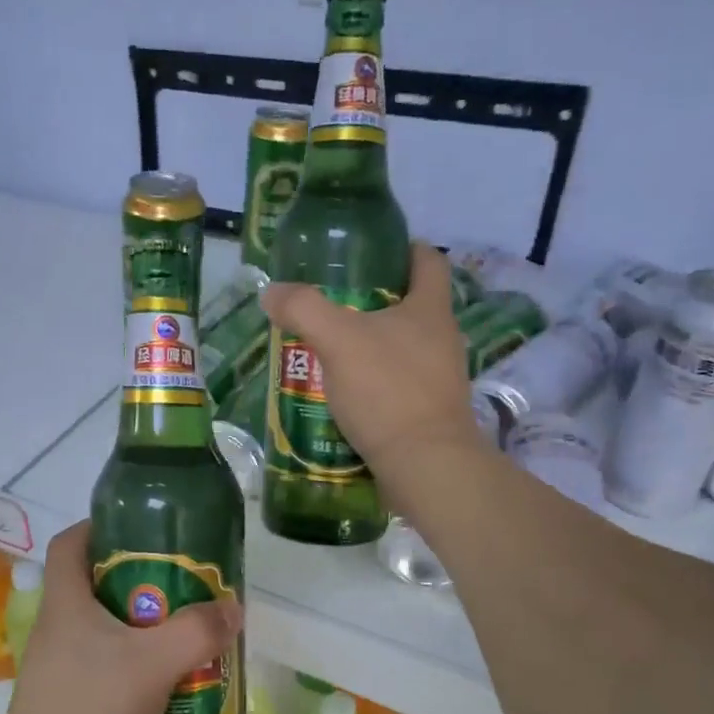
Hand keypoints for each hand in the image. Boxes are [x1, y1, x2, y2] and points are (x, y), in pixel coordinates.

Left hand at [0, 521, 242, 713]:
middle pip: (102, 587)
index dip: (102, 525)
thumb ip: (196, 632)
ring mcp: (66, 671)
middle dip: (148, 584)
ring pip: (114, 634)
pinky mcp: (76, 705)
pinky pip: (116, 674)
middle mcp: (60, 630)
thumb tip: (233, 608)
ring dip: (153, 634)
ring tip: (197, 638)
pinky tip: (180, 688)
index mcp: (65, 604)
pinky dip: (146, 673)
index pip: (71, 542)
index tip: (146, 529)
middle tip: (192, 589)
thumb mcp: (150, 665)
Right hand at [259, 243, 482, 507]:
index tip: (368, 254)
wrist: (424, 465)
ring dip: (367, 347)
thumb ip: (304, 309)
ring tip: (326, 351)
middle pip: (409, 305)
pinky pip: (395, 385)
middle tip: (329, 306)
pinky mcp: (427, 412)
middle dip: (370, 303)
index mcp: (430, 309)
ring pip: (399, 348)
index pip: (427, 260)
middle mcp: (442, 338)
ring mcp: (437, 378)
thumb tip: (272, 292)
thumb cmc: (388, 391)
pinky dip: (370, 384)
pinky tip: (340, 394)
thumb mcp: (338, 341)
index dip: (401, 249)